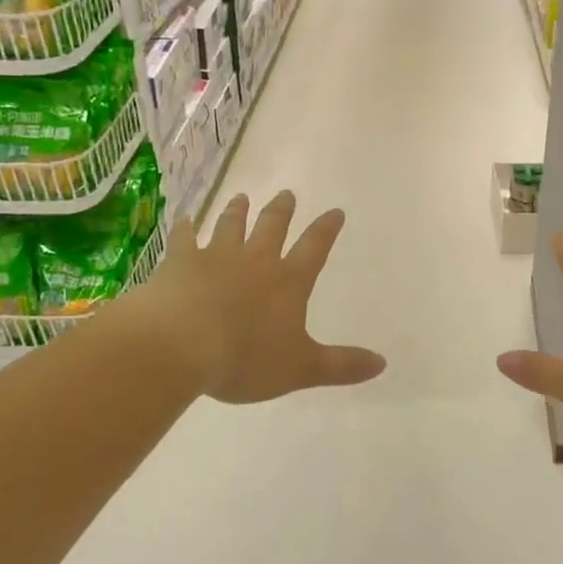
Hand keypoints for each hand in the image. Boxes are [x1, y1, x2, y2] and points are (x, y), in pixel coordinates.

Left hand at [122, 191, 385, 404]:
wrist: (180, 345)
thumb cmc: (245, 359)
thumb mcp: (300, 369)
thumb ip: (341, 365)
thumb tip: (382, 363)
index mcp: (287, 283)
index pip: (314, 249)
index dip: (326, 230)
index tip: (335, 211)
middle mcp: (255, 261)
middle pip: (272, 228)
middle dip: (282, 211)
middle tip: (287, 194)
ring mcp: (215, 257)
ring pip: (230, 226)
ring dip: (238, 211)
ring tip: (241, 198)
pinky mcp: (180, 263)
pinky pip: (184, 239)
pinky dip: (185, 227)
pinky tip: (184, 219)